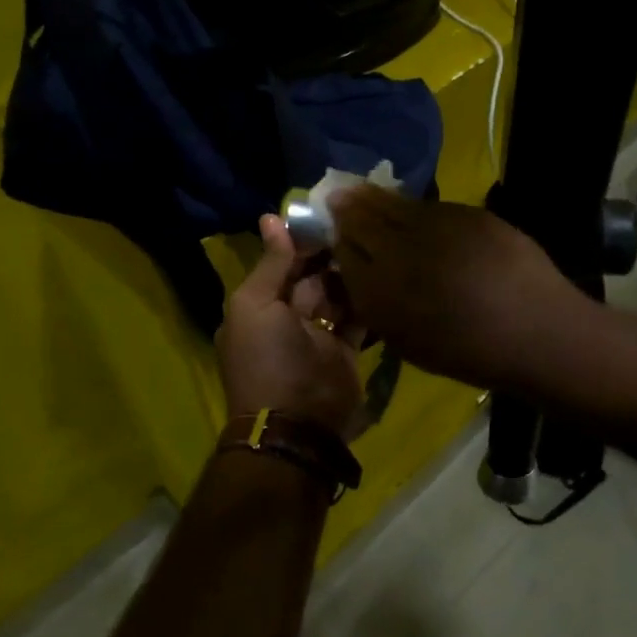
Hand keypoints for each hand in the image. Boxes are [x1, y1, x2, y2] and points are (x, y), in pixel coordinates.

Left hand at [217, 214, 365, 437]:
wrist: (298, 423)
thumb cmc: (268, 358)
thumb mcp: (255, 305)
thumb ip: (270, 264)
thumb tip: (271, 217)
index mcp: (257, 306)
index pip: (280, 265)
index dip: (299, 242)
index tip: (325, 214)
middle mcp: (286, 318)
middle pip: (310, 278)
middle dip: (329, 255)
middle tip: (357, 224)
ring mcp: (318, 336)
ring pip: (336, 295)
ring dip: (349, 274)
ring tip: (373, 243)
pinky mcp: (346, 351)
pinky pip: (357, 318)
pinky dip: (366, 300)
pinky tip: (382, 274)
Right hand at [330, 188, 588, 389]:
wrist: (536, 333)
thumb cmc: (468, 352)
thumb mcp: (406, 341)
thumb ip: (375, 303)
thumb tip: (356, 271)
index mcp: (384, 291)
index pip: (345, 248)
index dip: (336, 233)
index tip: (331, 225)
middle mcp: (403, 251)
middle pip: (363, 216)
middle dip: (349, 206)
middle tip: (339, 196)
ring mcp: (439, 227)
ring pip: (396, 204)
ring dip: (377, 199)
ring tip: (366, 194)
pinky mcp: (470, 215)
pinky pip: (431, 207)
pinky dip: (416, 209)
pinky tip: (416, 214)